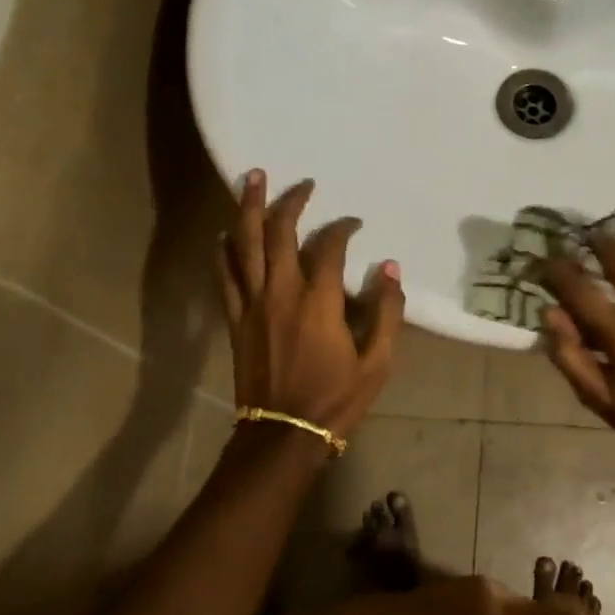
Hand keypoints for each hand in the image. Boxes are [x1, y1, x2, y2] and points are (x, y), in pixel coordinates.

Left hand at [218, 171, 403, 437]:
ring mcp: (252, 304)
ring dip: (247, 209)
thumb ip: (387, 312)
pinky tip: (226, 233)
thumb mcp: (378, 362)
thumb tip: (390, 267)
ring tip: (251, 179)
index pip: (329, 247)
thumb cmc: (336, 398)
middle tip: (302, 182)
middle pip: (278, 232)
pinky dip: (224, 249)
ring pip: (244, 245)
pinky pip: (224, 274)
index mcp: (319, 302)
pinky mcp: (235, 319)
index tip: (353, 222)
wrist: (283, 435)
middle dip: (290, 201)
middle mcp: (281, 293)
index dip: (342, 228)